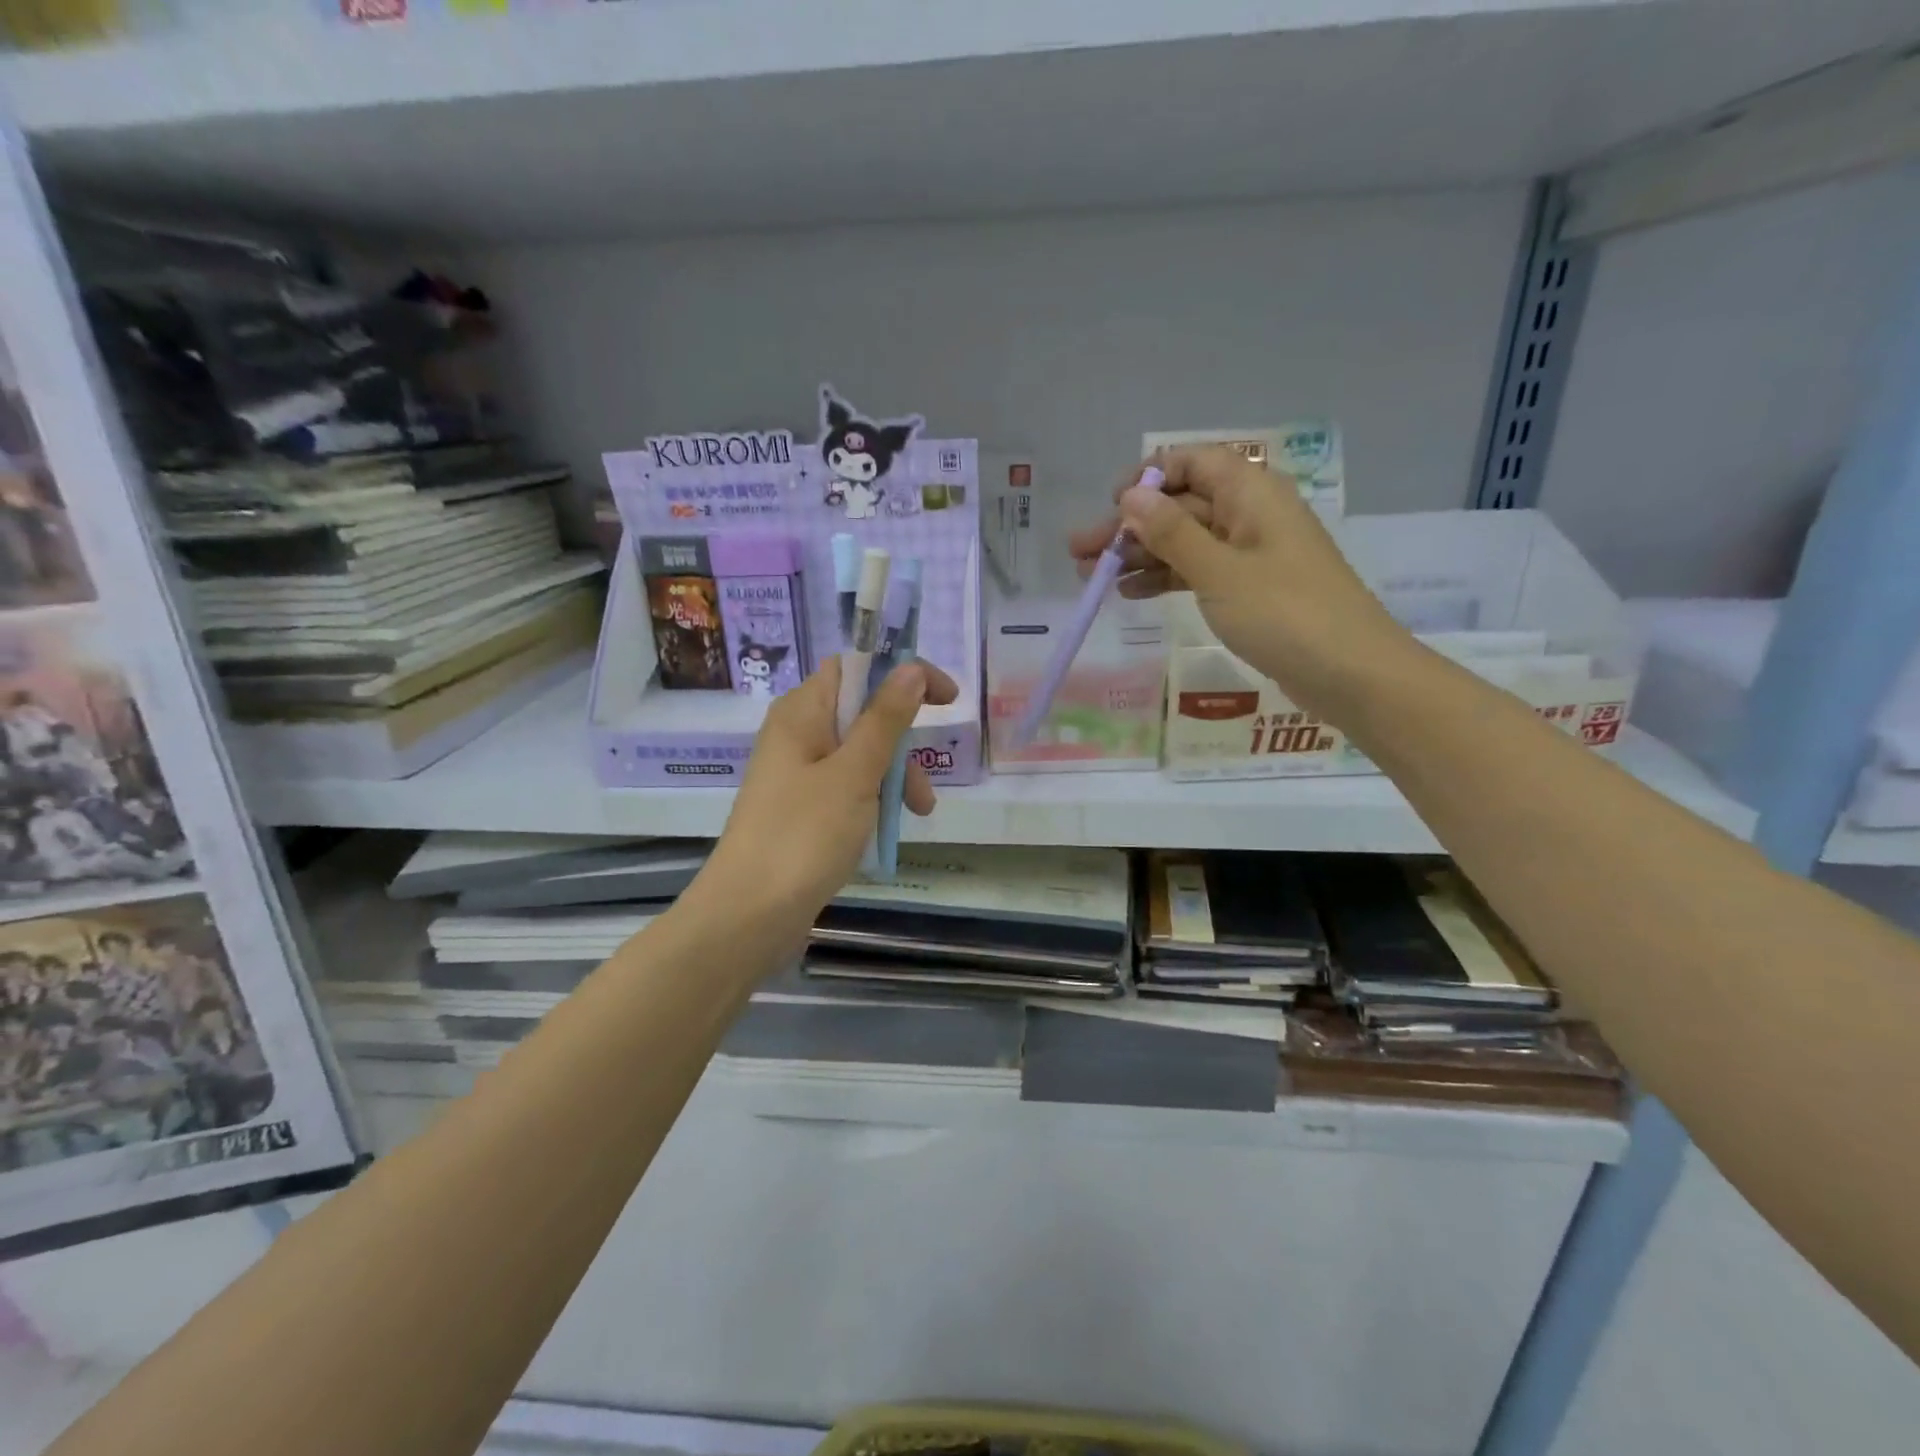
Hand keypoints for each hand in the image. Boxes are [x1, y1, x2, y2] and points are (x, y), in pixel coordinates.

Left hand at [700, 658, 958, 930]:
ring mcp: (797, 774)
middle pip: (862, 714)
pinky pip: (847, 787)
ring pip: (860, 755)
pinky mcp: (801, 809)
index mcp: (801, 713)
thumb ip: (885, 720)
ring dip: (894, 776)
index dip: (902, 673)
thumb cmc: (803, 835)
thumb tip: (911, 669)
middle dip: (902, 742)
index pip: (855, 668)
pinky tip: (887, 828)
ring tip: (916, 814)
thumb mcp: (854, 773)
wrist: (750, 915)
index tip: (947, 698)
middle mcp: (796, 735)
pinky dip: (873, 799)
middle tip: (924, 781)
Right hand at [1068, 446, 1408, 709]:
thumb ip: (1172, 533)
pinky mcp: (1250, 590)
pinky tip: (1130, 594)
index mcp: (1252, 494)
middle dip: (1130, 527)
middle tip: (1079, 552)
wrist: (1351, 674)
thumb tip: (1131, 495)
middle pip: (1181, 507)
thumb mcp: (1219, 572)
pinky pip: (1199, 572)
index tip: (1109, 505)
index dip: (1148, 478)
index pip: (1193, 463)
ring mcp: (1251, 554)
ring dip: (1140, 556)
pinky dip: (1165, 580)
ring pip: (1186, 542)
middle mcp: (1251, 514)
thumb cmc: (1285, 614)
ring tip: (1093, 578)